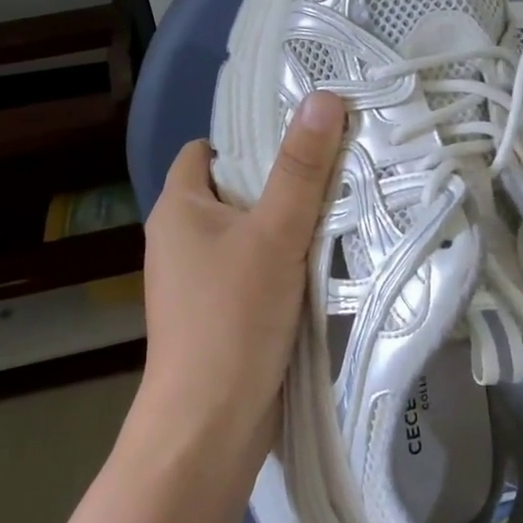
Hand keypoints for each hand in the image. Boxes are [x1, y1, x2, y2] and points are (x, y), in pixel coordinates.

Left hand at [138, 91, 346, 452]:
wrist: (210, 425)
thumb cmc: (233, 317)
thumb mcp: (274, 234)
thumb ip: (301, 169)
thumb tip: (324, 97)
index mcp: (178, 208)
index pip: (207, 152)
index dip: (250, 139)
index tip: (303, 139)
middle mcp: (181, 239)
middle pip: (236, 191)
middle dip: (282, 182)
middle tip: (339, 170)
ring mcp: (199, 281)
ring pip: (250, 234)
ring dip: (290, 226)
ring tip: (344, 210)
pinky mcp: (221, 314)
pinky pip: (256, 271)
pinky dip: (286, 264)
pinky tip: (325, 263)